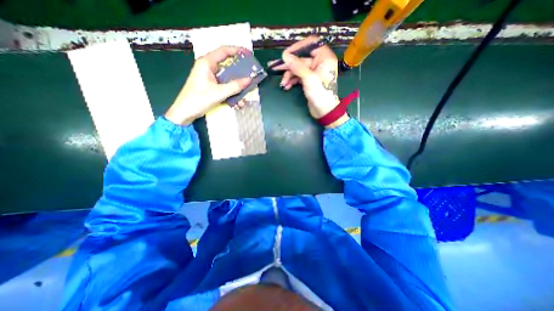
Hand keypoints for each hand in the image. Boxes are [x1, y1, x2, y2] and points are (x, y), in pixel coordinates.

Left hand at [165, 45, 251, 124]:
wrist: (185, 112)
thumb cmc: (199, 99)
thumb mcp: (219, 93)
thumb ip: (235, 86)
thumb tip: (249, 80)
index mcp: (207, 63)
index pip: (224, 51)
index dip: (237, 51)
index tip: (249, 55)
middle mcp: (208, 68)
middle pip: (228, 65)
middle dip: (240, 72)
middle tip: (251, 75)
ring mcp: (210, 77)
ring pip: (227, 78)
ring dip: (237, 87)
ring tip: (245, 94)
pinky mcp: (211, 86)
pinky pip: (224, 86)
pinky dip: (232, 93)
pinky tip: (237, 102)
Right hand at [270, 36, 346, 126]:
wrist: (324, 112)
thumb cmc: (321, 94)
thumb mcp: (309, 79)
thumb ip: (297, 66)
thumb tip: (285, 55)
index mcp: (324, 57)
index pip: (311, 44)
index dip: (298, 47)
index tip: (286, 54)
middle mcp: (319, 62)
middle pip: (301, 58)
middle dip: (288, 64)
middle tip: (274, 66)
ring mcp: (313, 72)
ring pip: (297, 68)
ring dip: (288, 75)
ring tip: (283, 84)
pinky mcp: (308, 80)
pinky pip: (297, 76)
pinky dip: (291, 80)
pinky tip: (286, 86)